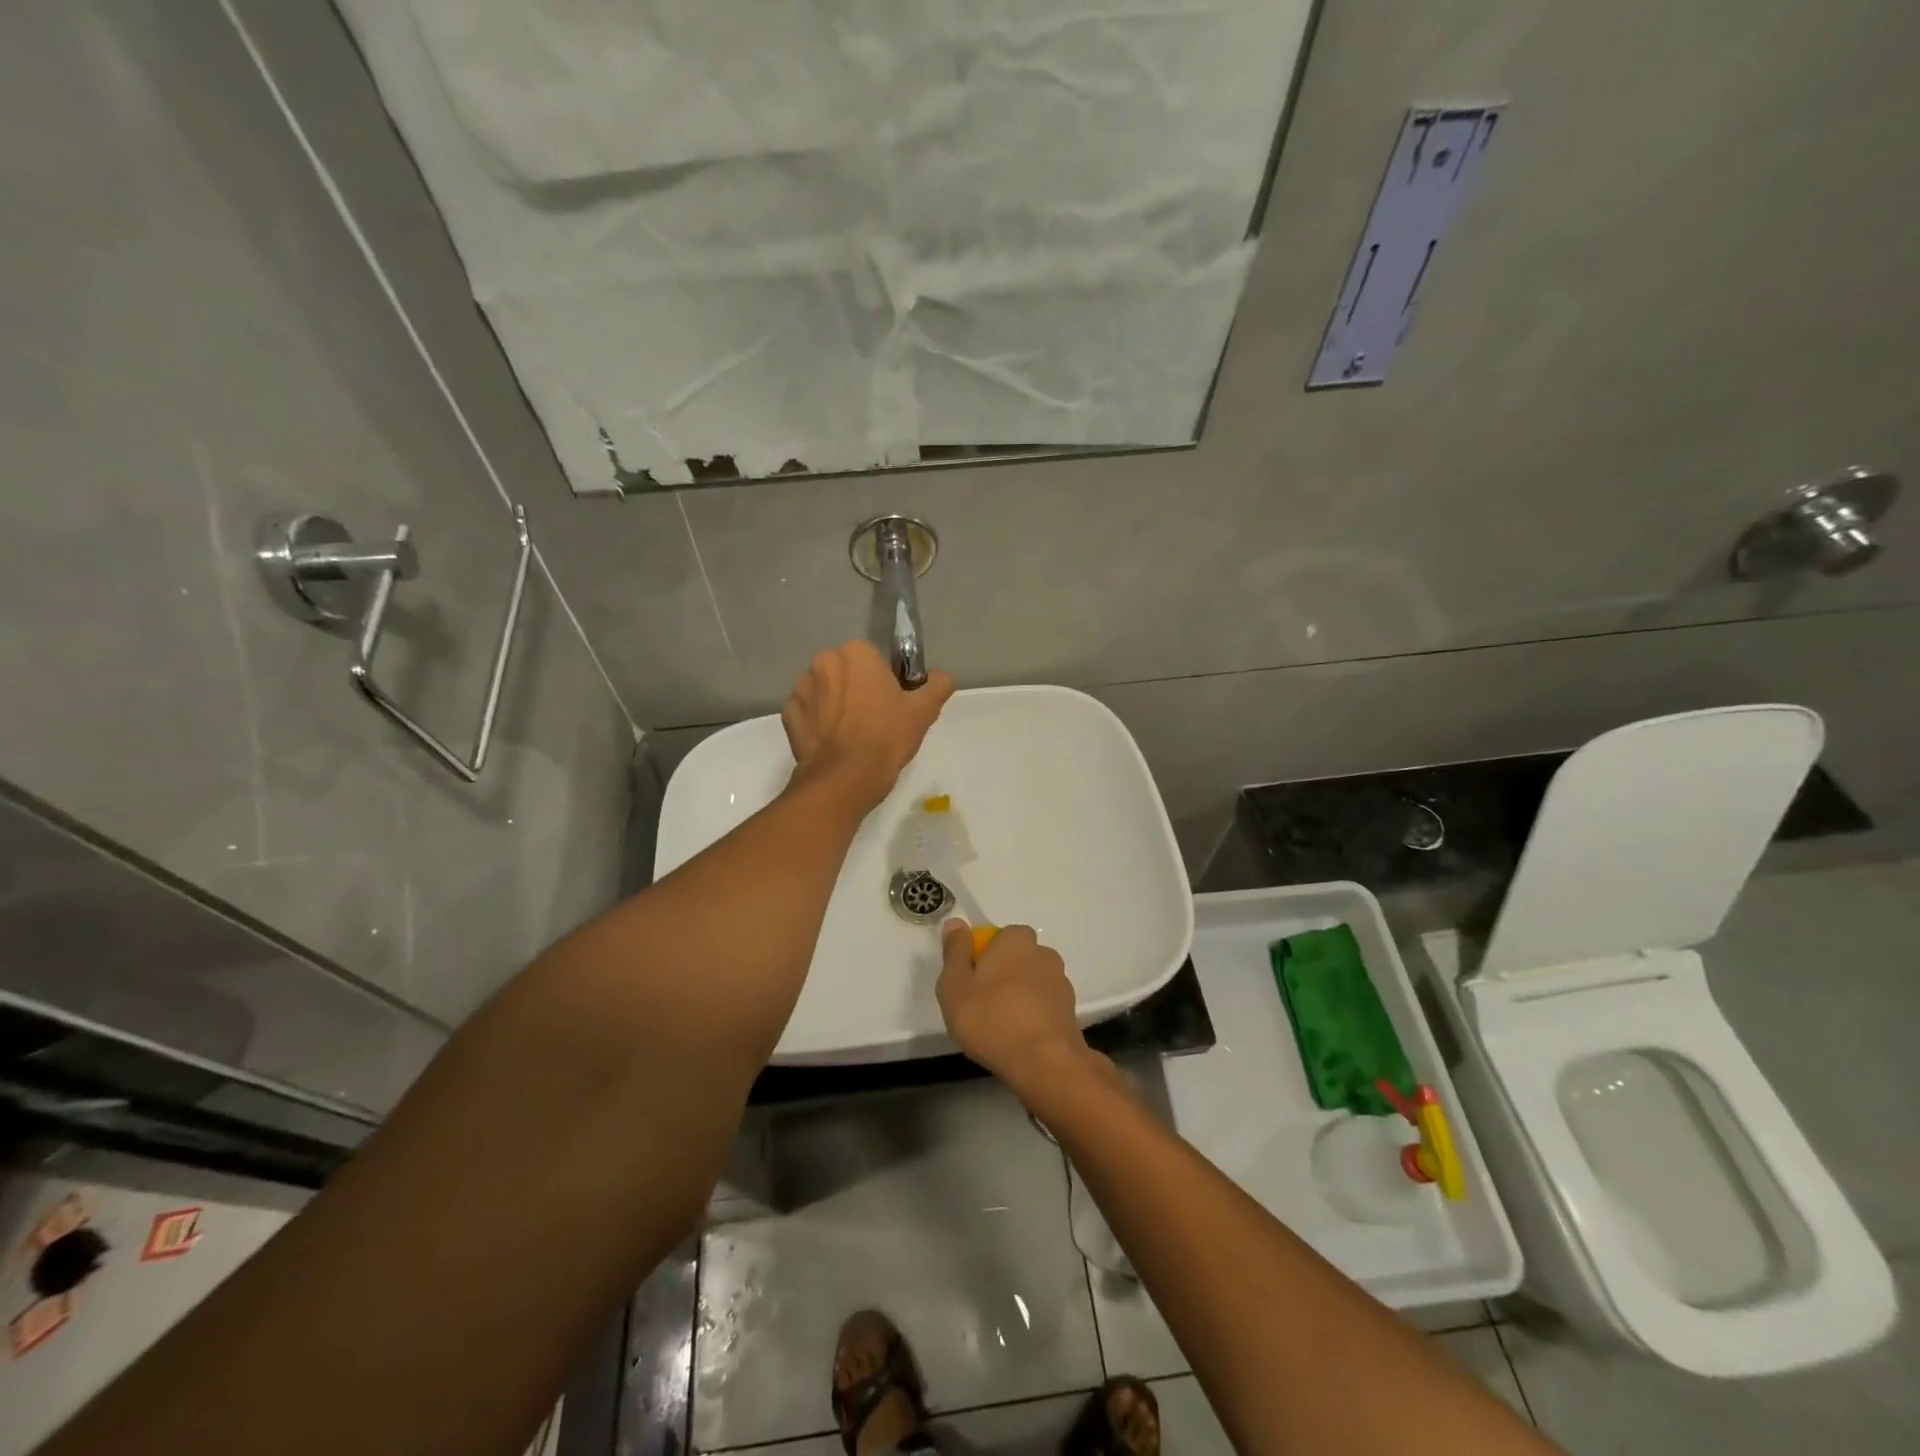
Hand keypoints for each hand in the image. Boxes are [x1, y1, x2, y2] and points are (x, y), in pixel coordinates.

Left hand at [782, 641, 954, 808]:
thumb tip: (940, 677)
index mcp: (856, 653)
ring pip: (825, 691)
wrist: (845, 778)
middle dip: (856, 689)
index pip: (873, 660)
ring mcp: (801, 689)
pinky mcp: (789, 715)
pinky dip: (817, 723)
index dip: (884, 681)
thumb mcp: (924, 711)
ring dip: (835, 704)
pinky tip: (832, 743)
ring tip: (851, 735)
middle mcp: (824, 662)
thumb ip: (938, 685)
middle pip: (846, 672)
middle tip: (873, 720)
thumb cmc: (886, 737)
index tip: (891, 704)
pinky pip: (807, 713)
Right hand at [936, 920, 1093, 1090]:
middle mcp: (1043, 952)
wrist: (1044, 1062)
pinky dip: (1033, 1014)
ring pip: (1031, 981)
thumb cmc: (991, 1018)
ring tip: (1000, 1026)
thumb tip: (956, 923)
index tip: (968, 984)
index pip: (996, 937)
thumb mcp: (955, 985)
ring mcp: (1060, 981)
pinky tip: (1019, 1037)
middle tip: (980, 1005)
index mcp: (1015, 939)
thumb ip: (955, 952)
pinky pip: (1044, 1004)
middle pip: (1015, 958)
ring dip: (1018, 995)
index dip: (981, 958)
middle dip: (1001, 975)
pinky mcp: (1070, 1009)